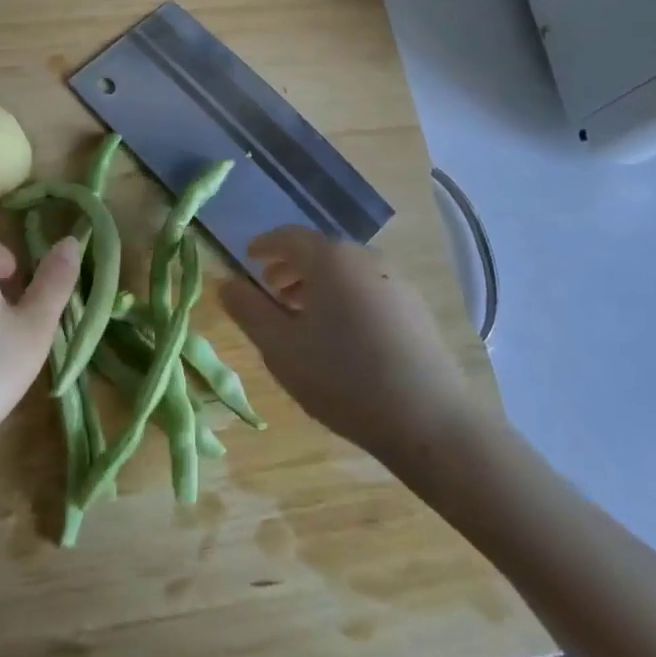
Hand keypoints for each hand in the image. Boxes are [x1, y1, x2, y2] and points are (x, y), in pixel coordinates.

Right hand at [221, 228, 485, 472]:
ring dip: (318, 285)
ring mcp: (395, 281)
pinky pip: (368, 289)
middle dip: (291, 267)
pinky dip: (345, 298)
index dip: (265, 246)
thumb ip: (248, 310)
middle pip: (319, 252)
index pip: (288, 237)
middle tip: (271, 290)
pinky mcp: (415, 308)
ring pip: (345, 272)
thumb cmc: (342, 377)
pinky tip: (341, 335)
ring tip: (302, 316)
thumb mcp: (281, 348)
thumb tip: (225, 282)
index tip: (248, 258)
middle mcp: (364, 258)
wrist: (429, 419)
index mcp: (329, 258)